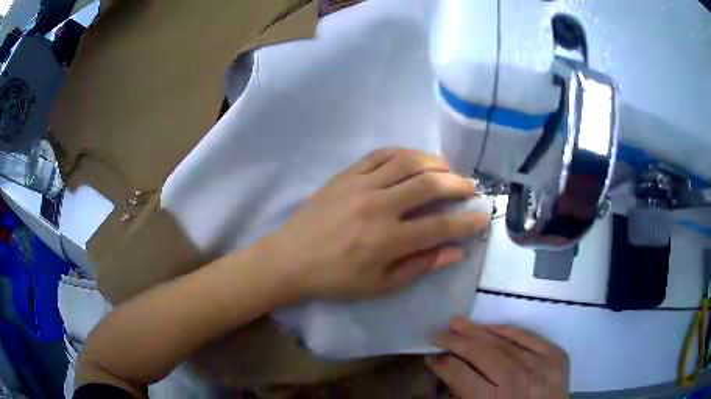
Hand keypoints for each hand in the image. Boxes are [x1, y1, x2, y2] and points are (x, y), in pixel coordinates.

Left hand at [262, 148, 487, 298]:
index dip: (466, 221)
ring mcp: (360, 185)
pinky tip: (415, 159)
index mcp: (387, 240)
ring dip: (435, 162)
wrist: (290, 259)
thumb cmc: (335, 279)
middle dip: (458, 184)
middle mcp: (378, 206)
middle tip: (471, 187)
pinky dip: (403, 153)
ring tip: (448, 170)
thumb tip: (455, 251)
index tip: (482, 215)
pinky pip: (380, 154)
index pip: (440, 226)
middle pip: (429, 185)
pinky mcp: (345, 175)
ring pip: (407, 162)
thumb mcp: (379, 286)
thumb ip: (420, 267)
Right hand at [427, 317, 568, 398]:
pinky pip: (533, 338)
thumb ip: (463, 393)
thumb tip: (446, 367)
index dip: (445, 364)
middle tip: (439, 333)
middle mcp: (519, 384)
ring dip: (481, 332)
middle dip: (459, 342)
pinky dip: (513, 331)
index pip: (463, 376)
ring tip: (460, 324)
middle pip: (485, 356)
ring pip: (507, 345)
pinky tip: (494, 326)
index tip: (431, 357)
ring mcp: (542, 370)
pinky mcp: (558, 361)